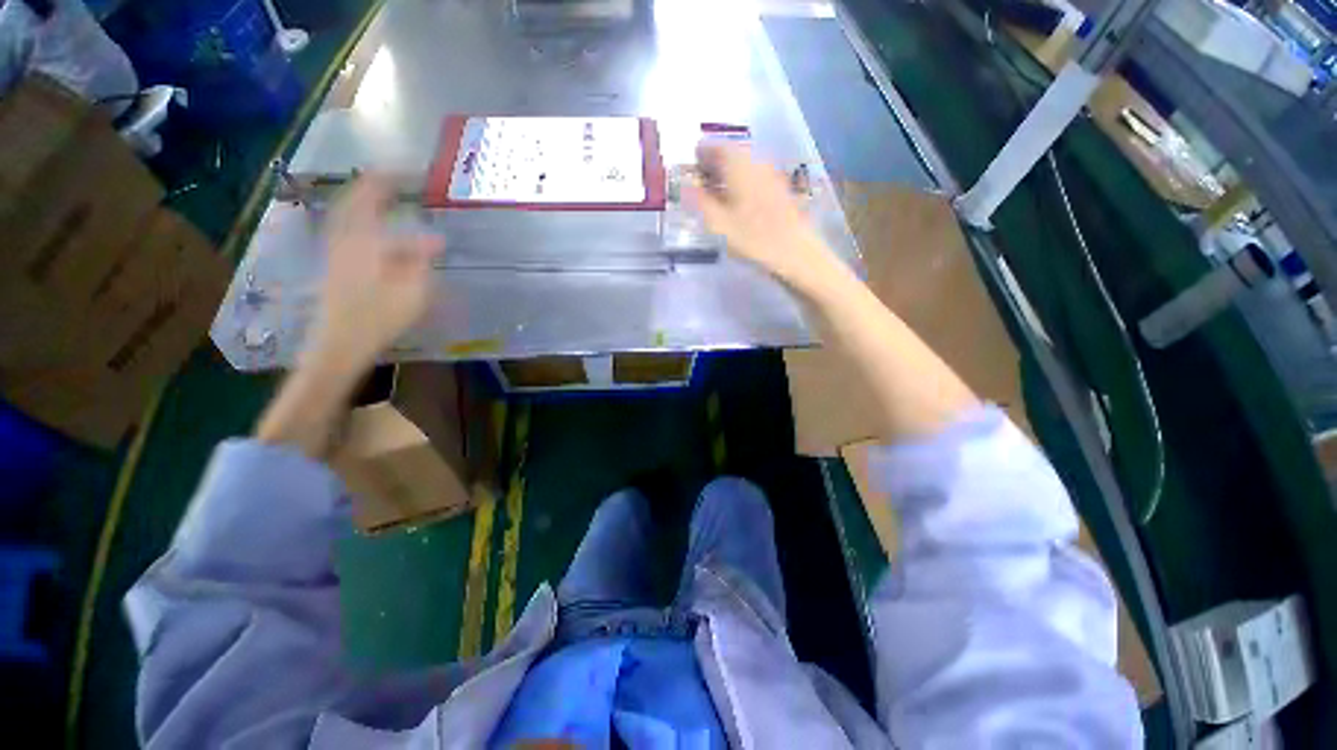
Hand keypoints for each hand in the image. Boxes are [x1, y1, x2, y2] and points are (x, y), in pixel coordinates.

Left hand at [304, 174, 443, 373]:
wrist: (341, 341)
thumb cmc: (381, 315)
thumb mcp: (413, 289)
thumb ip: (422, 259)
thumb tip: (437, 237)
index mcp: (365, 239)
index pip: (372, 198)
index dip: (387, 180)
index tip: (405, 170)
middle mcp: (345, 238)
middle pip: (352, 202)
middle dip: (370, 187)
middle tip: (390, 179)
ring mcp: (336, 251)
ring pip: (344, 214)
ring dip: (360, 200)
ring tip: (378, 196)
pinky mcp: (334, 265)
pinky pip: (343, 229)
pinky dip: (354, 218)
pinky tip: (364, 226)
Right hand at [685, 143, 839, 291]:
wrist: (795, 253)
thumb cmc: (752, 239)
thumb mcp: (717, 223)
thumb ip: (698, 200)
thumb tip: (684, 184)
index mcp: (738, 164)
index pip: (713, 146)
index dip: (698, 158)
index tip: (688, 174)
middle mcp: (756, 161)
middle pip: (729, 154)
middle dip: (712, 167)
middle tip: (700, 188)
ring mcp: (771, 174)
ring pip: (743, 166)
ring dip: (727, 177)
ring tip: (716, 199)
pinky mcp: (780, 189)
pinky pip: (754, 178)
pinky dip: (741, 186)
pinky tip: (737, 207)